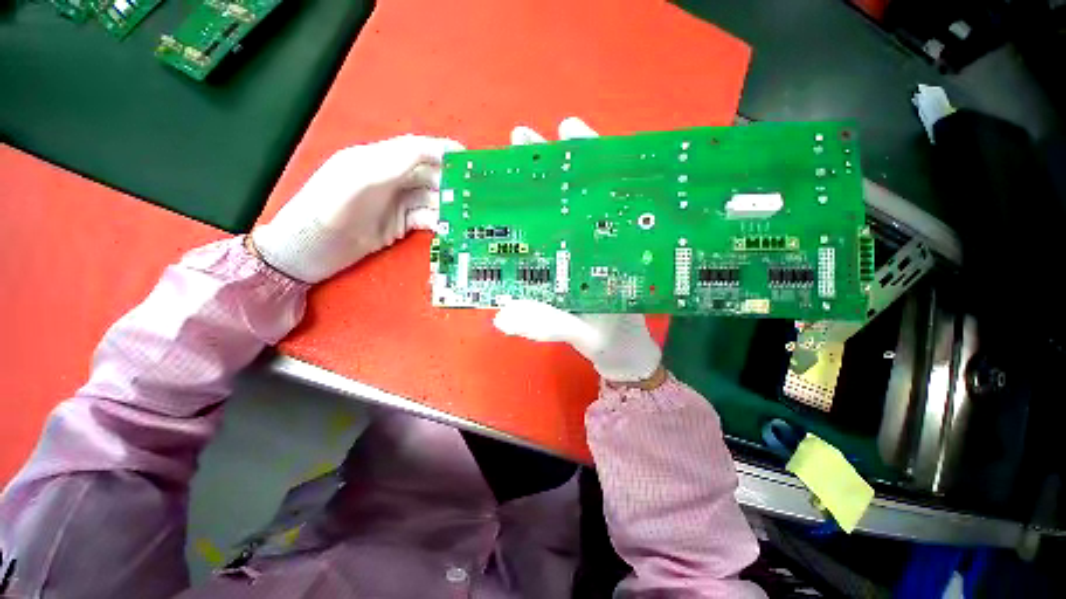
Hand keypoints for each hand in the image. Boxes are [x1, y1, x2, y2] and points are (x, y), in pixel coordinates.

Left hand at [252, 135, 463, 282]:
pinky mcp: (398, 225)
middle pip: (428, 175)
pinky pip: (425, 219)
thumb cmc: (324, 212)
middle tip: (474, 194)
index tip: (468, 157)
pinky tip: (449, 228)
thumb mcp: (355, 182)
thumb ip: (391, 164)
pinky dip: (439, 222)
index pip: (416, 149)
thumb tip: (429, 152)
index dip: (442, 151)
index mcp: (376, 160)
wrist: (306, 251)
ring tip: (466, 214)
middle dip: (451, 182)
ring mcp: (395, 204)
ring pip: (430, 199)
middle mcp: (389, 179)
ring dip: (448, 205)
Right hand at [492, 118, 662, 385]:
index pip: (605, 196)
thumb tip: (502, 315)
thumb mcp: (585, 334)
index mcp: (615, 252)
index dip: (589, 160)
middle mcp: (603, 244)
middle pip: (583, 194)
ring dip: (545, 182)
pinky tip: (523, 204)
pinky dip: (540, 217)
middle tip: (523, 137)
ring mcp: (587, 252)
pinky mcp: (575, 263)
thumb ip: (550, 324)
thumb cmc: (611, 342)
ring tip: (519, 153)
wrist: (621, 354)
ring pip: (570, 209)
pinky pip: (558, 234)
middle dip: (555, 163)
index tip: (567, 130)